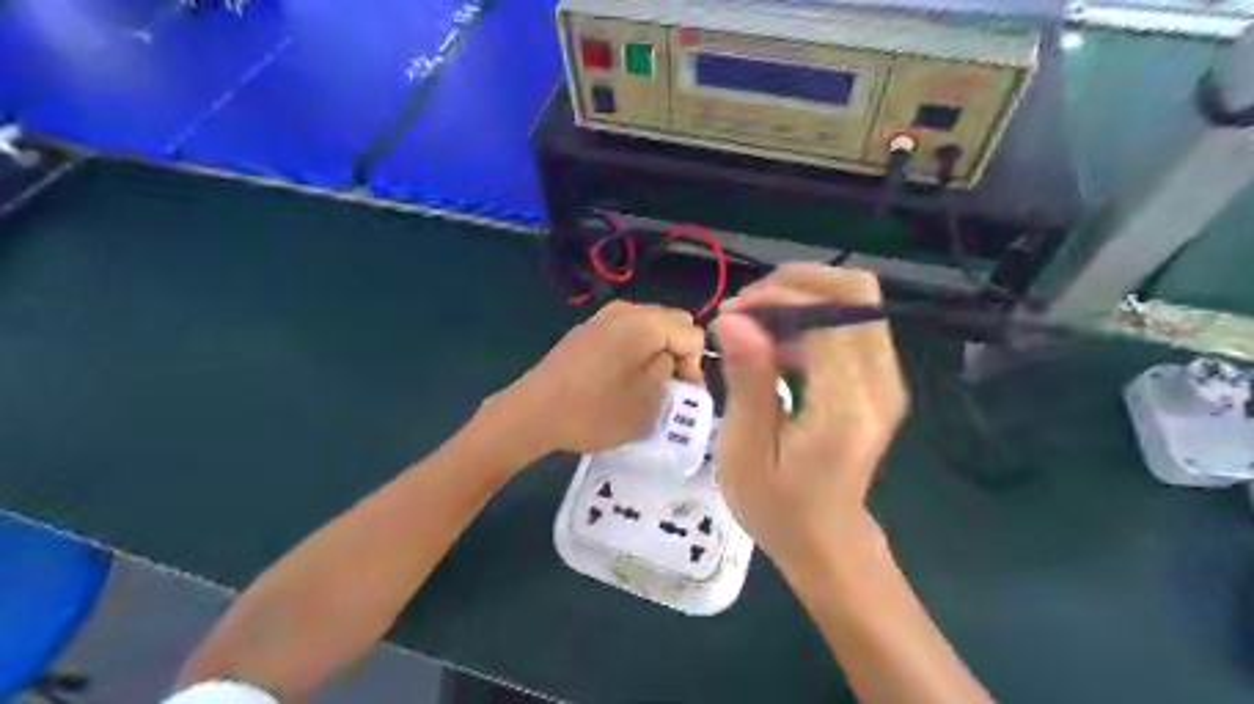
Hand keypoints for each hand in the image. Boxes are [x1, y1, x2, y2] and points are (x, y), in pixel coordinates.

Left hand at [494, 299, 702, 455]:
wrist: (533, 413)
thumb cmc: (595, 411)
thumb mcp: (648, 403)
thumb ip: (670, 372)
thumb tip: (669, 359)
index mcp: (646, 323)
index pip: (693, 334)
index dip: (695, 366)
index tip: (682, 395)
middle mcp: (626, 310)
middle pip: (672, 323)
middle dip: (678, 353)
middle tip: (670, 387)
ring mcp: (602, 318)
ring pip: (648, 327)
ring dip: (656, 351)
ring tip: (646, 384)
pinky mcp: (585, 331)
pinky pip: (624, 332)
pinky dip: (633, 350)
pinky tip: (619, 378)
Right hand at [710, 264, 907, 570]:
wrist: (826, 540)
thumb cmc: (777, 507)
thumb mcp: (745, 450)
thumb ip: (748, 379)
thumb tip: (733, 318)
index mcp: (847, 404)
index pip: (827, 315)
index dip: (777, 299)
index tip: (730, 314)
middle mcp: (880, 382)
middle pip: (856, 291)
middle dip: (794, 284)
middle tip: (745, 309)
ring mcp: (886, 378)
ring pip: (856, 300)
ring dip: (800, 297)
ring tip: (752, 323)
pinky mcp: (878, 379)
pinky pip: (851, 322)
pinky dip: (810, 316)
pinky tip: (775, 341)